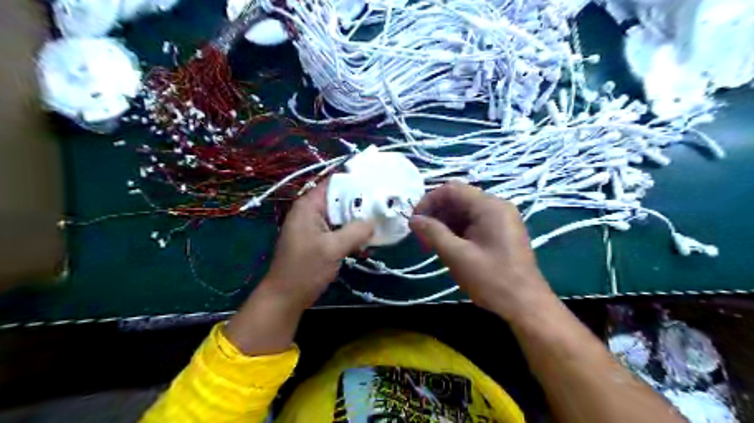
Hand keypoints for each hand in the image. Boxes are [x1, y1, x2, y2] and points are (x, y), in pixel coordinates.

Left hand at [263, 180, 375, 311]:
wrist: (285, 298)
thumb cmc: (305, 269)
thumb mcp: (333, 248)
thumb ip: (356, 231)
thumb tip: (375, 221)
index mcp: (309, 206)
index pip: (335, 183)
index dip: (356, 182)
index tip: (378, 186)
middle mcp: (311, 211)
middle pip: (340, 199)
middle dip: (361, 203)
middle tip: (385, 205)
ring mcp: (314, 226)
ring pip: (341, 216)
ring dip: (358, 220)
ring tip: (381, 220)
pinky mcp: (318, 240)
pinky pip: (338, 230)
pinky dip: (351, 232)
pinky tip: (368, 238)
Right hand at [410, 181, 554, 320]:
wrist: (525, 305)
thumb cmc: (491, 280)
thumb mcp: (456, 256)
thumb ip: (433, 233)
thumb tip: (413, 219)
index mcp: (489, 206)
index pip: (451, 189)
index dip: (428, 201)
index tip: (414, 221)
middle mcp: (497, 206)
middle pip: (458, 199)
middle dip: (436, 214)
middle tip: (421, 237)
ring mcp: (501, 219)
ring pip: (464, 212)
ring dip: (444, 224)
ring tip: (431, 245)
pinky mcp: (501, 232)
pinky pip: (473, 223)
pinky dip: (457, 231)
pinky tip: (447, 247)